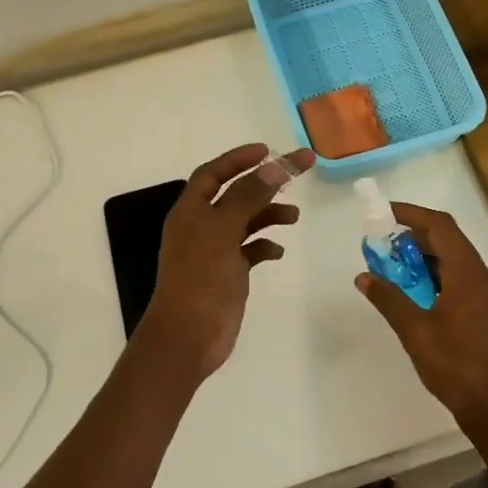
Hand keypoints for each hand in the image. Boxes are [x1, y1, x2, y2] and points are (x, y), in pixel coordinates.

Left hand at [135, 142, 315, 379]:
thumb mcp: (223, 230)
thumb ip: (248, 196)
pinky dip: (265, 246)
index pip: (213, 173)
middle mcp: (201, 226)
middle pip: (235, 194)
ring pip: (246, 222)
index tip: (269, 150)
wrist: (188, 337)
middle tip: (299, 172)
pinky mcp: (228, 274)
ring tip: (294, 217)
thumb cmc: (200, 278)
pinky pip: (250, 251)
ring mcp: (215, 251)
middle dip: (265, 182)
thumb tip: (275, 165)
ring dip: (269, 214)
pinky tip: (278, 251)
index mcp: (191, 211)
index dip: (238, 159)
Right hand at [353, 202, 487, 436]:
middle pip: (450, 243)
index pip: (441, 227)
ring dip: (426, 261)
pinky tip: (419, 299)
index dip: (412, 215)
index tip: (385, 214)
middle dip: (415, 239)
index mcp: (469, 274)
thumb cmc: (458, 367)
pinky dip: (439, 280)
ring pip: (457, 265)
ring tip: (396, 273)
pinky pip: (463, 284)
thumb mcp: (415, 332)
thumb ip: (389, 300)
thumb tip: (364, 277)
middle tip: (383, 247)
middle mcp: (484, 279)